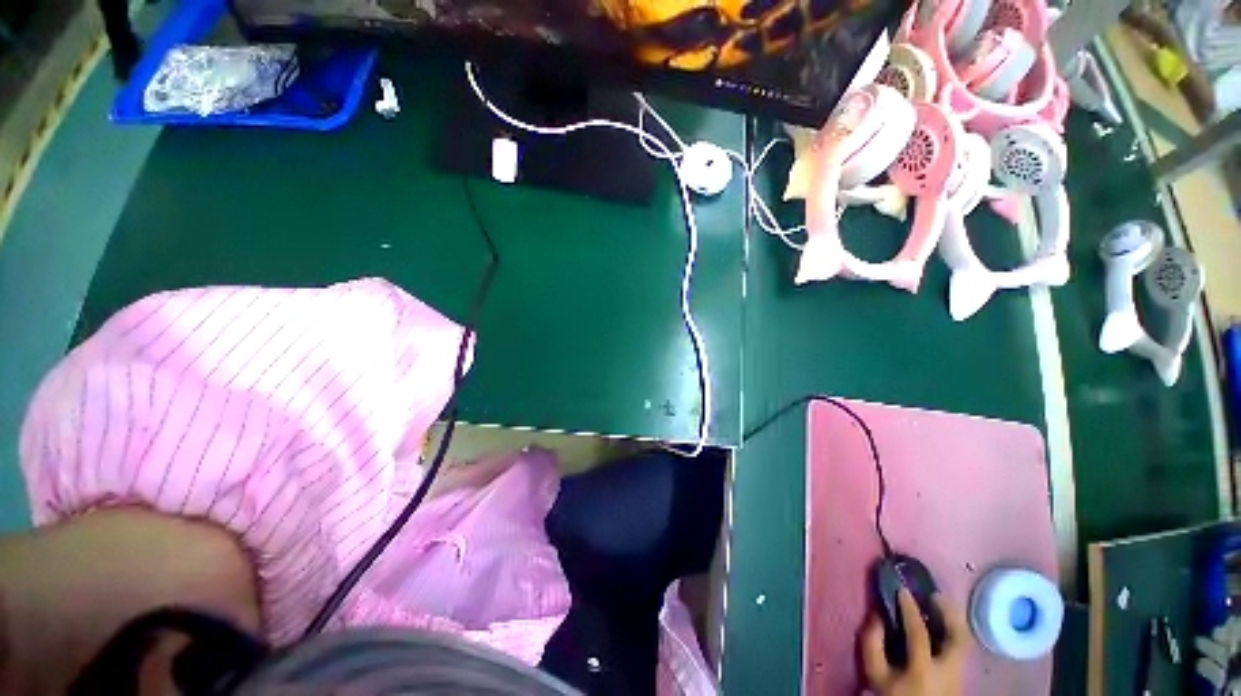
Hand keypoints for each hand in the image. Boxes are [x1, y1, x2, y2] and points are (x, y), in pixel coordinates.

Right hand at [862, 589, 968, 695]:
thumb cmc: (893, 694)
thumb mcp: (875, 672)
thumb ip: (872, 643)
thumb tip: (876, 615)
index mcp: (924, 669)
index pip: (919, 632)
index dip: (910, 608)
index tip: (901, 589)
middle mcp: (947, 670)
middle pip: (957, 637)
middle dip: (948, 612)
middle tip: (934, 594)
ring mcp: (960, 675)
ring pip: (965, 643)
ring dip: (955, 621)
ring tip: (942, 604)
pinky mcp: (963, 677)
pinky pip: (962, 649)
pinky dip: (955, 633)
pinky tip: (945, 626)